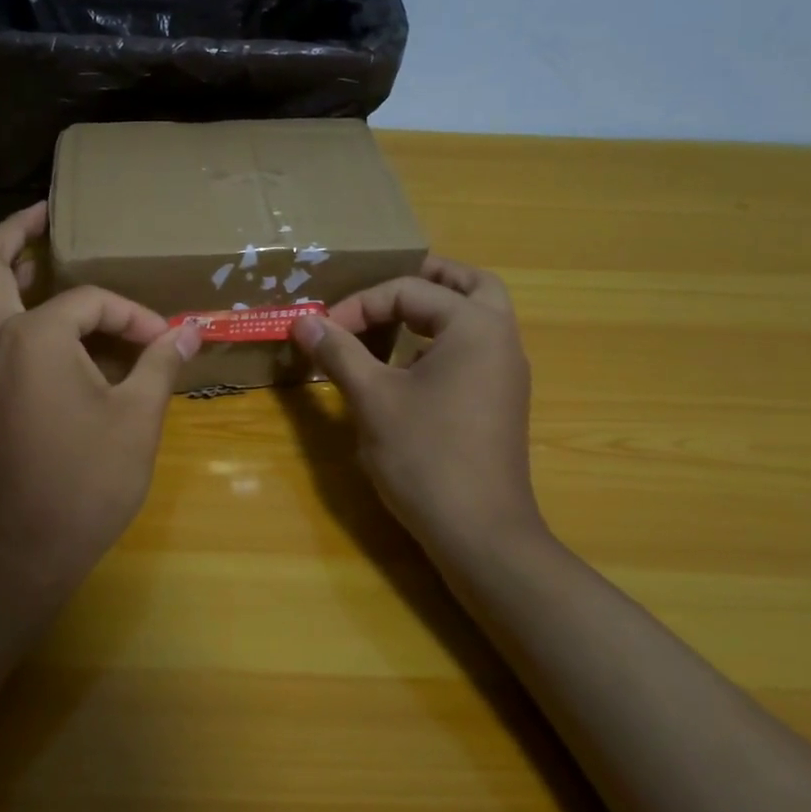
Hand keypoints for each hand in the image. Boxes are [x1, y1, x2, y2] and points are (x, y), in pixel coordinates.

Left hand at [0, 203, 200, 587]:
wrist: (24, 549)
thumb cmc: (86, 480)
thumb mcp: (137, 417)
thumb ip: (161, 363)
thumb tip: (192, 328)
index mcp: (33, 336)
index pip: (89, 302)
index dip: (132, 316)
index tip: (165, 340)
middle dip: (14, 232)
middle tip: (45, 215)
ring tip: (33, 261)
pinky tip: (26, 322)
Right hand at [290, 256, 545, 560]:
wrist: (480, 533)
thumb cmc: (425, 456)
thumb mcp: (372, 399)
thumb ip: (339, 352)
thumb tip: (303, 321)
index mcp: (474, 327)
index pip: (410, 290)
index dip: (359, 305)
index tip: (322, 332)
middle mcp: (501, 340)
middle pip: (471, 285)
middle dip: (425, 279)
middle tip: (383, 288)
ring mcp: (506, 373)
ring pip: (478, 318)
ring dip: (437, 310)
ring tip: (391, 320)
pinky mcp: (500, 402)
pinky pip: (475, 350)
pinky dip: (444, 341)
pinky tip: (407, 367)